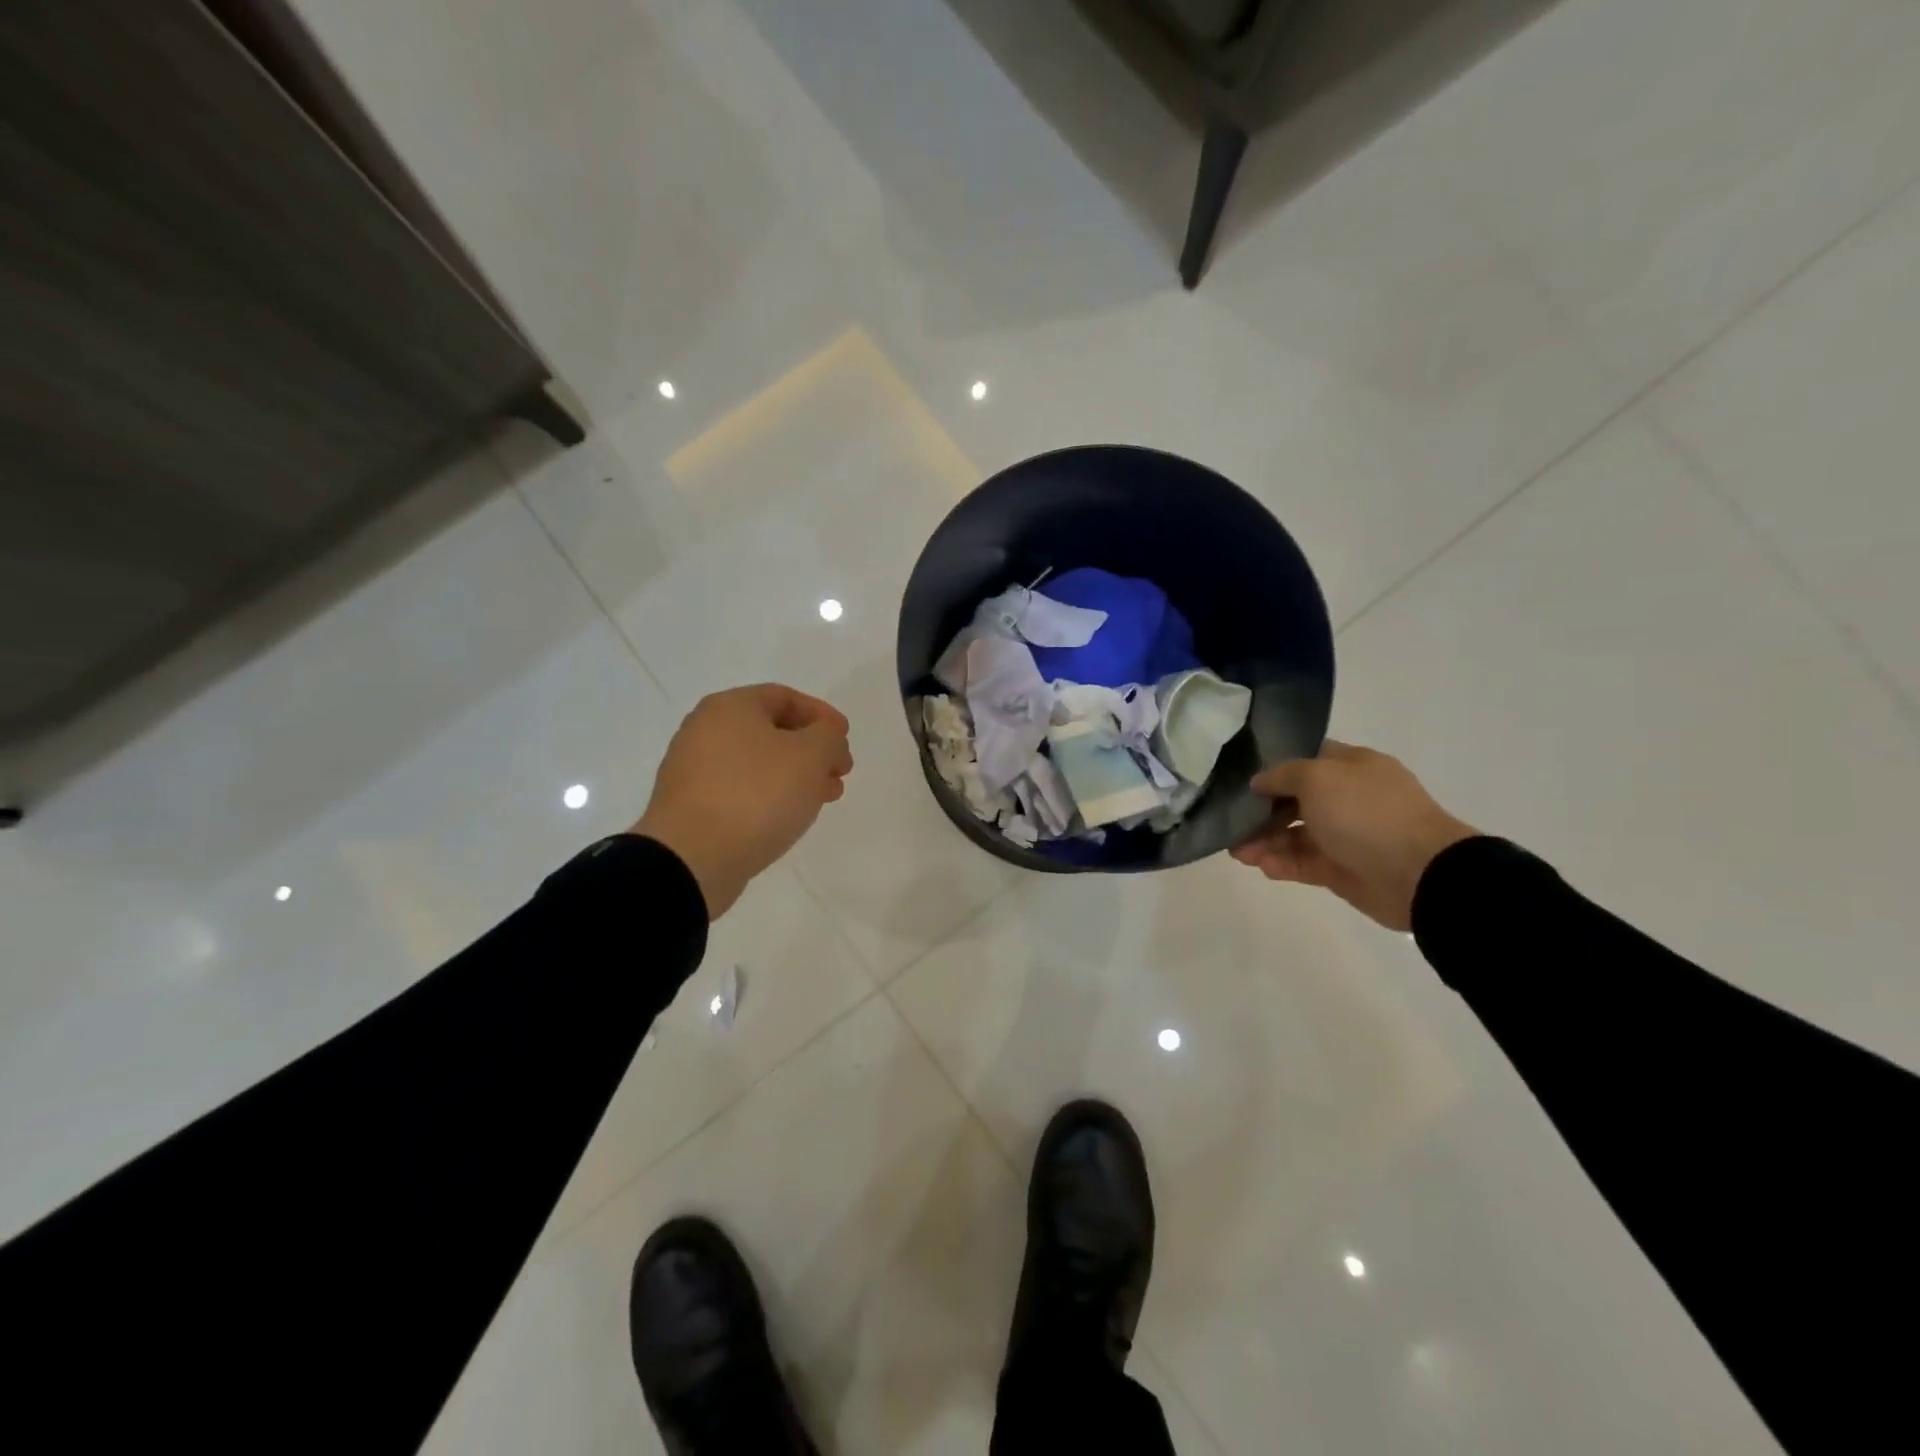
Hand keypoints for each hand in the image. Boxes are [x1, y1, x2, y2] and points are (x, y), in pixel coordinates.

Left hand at [632, 684, 852, 918]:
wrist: (692, 858)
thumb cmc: (756, 794)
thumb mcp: (810, 755)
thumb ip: (828, 737)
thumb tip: (826, 738)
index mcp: (730, 707)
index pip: (784, 697)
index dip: (822, 715)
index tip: (845, 738)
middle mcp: (705, 730)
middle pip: (771, 731)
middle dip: (812, 750)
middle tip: (840, 772)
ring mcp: (694, 771)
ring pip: (758, 764)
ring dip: (796, 776)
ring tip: (823, 799)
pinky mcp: (692, 807)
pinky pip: (741, 791)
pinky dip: (771, 797)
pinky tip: (790, 816)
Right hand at [1231, 740, 1476, 931]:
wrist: (1419, 874)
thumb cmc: (1366, 813)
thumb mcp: (1317, 778)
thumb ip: (1282, 775)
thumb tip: (1259, 782)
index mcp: (1352, 767)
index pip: (1307, 758)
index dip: (1274, 766)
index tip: (1242, 777)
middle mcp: (1349, 798)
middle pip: (1295, 800)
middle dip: (1262, 811)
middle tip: (1232, 822)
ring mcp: (1347, 836)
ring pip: (1296, 835)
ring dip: (1265, 841)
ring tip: (1239, 853)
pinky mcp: (1343, 870)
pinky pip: (1304, 864)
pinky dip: (1282, 864)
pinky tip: (1262, 866)